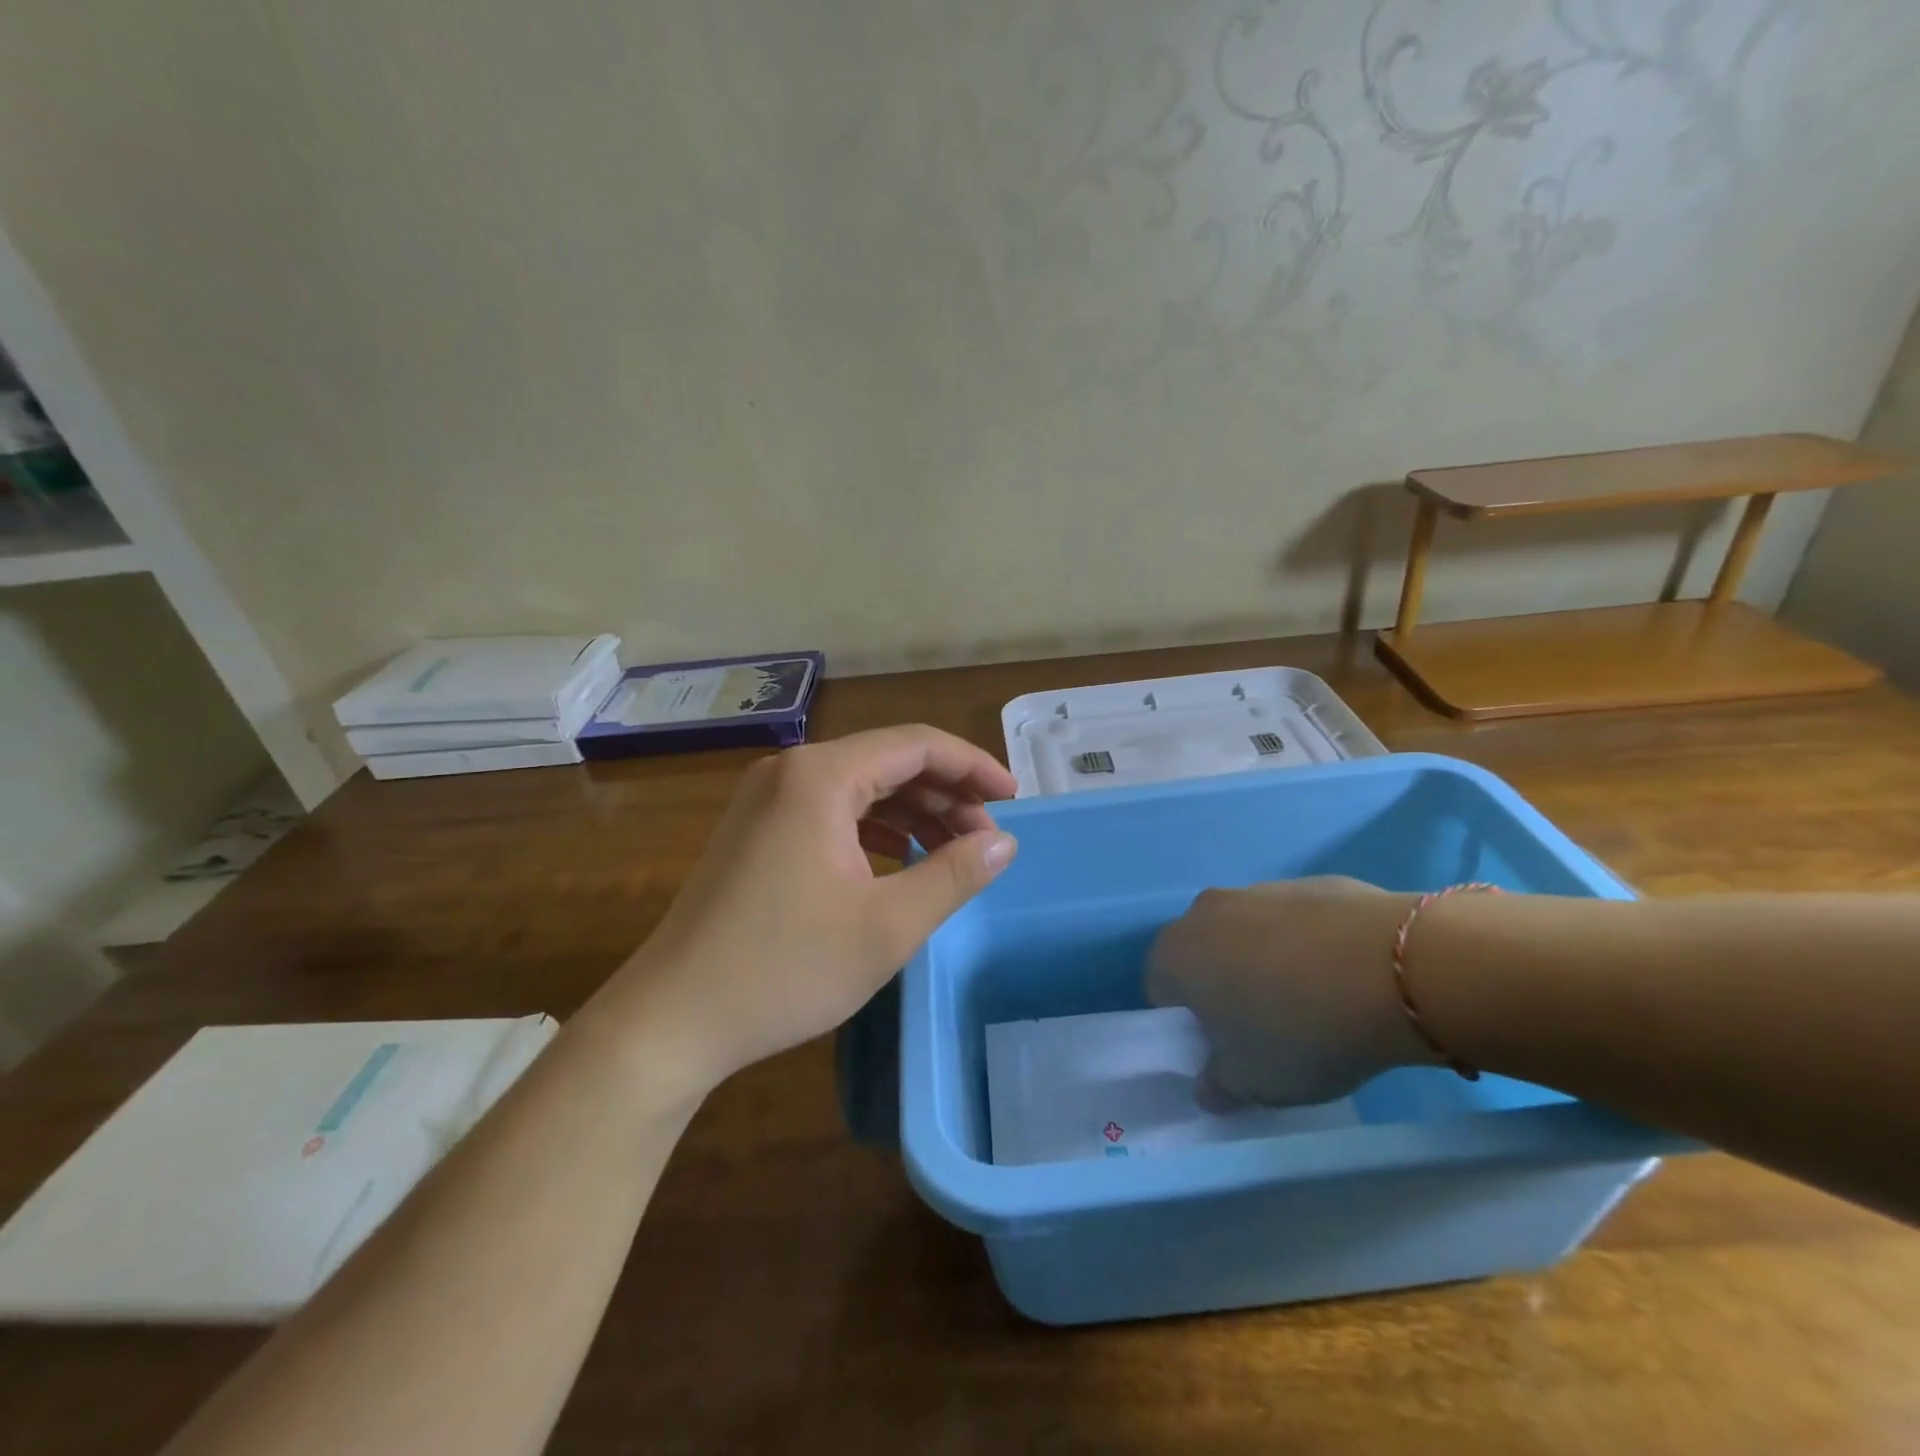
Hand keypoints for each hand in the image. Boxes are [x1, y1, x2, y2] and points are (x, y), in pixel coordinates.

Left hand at [597, 725, 1018, 1091]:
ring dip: (914, 813)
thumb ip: (953, 875)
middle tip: (989, 838)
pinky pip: (832, 812)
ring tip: (955, 852)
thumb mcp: (887, 926)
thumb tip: (1002, 842)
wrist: (672, 1019)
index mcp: (821, 776)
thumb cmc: (785, 968)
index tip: (1013, 799)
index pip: (916, 745)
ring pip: (861, 789)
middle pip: (889, 761)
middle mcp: (791, 771)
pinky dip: (877, 830)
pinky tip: (903, 861)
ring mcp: (767, 800)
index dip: (973, 766)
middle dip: (946, 794)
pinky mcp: (758, 831)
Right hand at [1146, 877, 1433, 1105]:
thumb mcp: (1256, 1083)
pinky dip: (1310, 943)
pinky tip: (1348, 975)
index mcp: (1177, 954)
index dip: (1189, 1023)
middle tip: (1266, 1026)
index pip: (1160, 989)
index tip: (1226, 1048)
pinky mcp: (1311, 882)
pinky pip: (1296, 920)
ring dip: (1266, 961)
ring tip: (1316, 1001)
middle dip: (1224, 986)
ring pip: (1248, 932)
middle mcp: (1206, 911)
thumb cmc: (1302, 1032)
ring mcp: (1259, 889)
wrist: (1394, 970)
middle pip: (1202, 953)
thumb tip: (1208, 1086)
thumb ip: (1220, 1085)